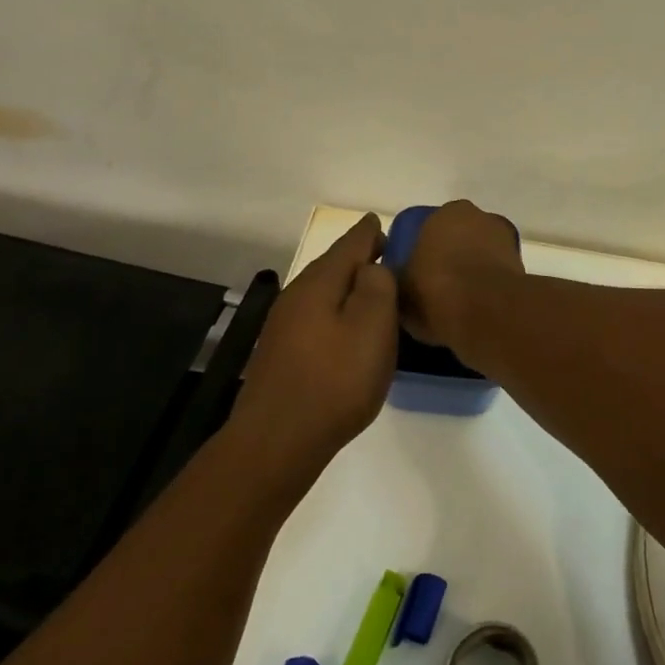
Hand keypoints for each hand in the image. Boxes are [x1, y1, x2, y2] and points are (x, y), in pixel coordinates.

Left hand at [230, 214, 397, 479]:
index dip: (371, 232)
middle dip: (359, 257)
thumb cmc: (334, 381)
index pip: (351, 243)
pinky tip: (348, 328)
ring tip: (375, 290)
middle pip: (334, 265)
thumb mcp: (372, 327)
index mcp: (320, 282)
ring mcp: (285, 325)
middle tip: (387, 253)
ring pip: (324, 292)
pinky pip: (318, 316)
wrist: (276, 442)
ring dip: (348, 286)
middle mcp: (298, 295)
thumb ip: (378, 286)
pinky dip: (337, 311)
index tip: (384, 222)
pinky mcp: (282, 353)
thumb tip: (374, 266)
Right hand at [395, 200, 523, 347]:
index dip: (425, 250)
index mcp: (445, 213)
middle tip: (438, 288)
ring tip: (459, 304)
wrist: (486, 313)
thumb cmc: (434, 290)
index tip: (419, 274)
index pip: (432, 227)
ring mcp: (505, 240)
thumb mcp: (398, 287)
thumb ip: (398, 277)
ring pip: (482, 255)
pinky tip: (479, 309)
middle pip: (461, 238)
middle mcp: (479, 217)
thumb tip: (396, 278)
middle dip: (452, 257)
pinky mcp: (522, 266)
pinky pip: (498, 275)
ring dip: (474, 271)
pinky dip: (490, 287)